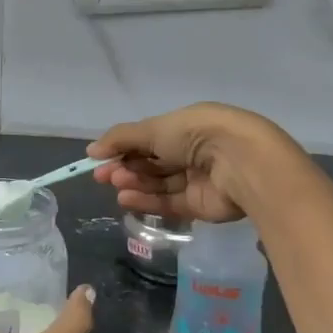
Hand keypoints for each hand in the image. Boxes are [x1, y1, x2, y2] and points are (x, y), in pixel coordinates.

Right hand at [88, 102, 293, 223]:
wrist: (240, 162)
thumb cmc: (196, 134)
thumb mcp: (153, 128)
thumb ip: (121, 140)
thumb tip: (92, 151)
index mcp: (187, 126)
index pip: (150, 138)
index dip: (124, 147)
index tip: (100, 158)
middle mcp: (194, 151)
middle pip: (153, 162)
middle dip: (127, 166)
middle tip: (103, 176)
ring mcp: (198, 179)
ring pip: (159, 183)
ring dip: (135, 183)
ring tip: (115, 185)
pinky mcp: (201, 205)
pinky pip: (169, 203)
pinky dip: (147, 201)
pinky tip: (125, 199)